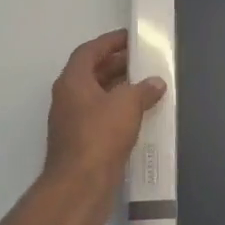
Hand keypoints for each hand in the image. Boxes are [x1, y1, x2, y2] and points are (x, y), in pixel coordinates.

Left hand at [42, 29, 165, 224]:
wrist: (80, 186)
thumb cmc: (100, 137)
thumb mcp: (127, 105)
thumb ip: (143, 90)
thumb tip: (155, 83)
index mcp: (72, 82)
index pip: (89, 52)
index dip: (109, 42)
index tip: (131, 37)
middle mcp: (68, 99)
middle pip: (93, 73)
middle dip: (118, 65)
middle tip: (144, 61)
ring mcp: (73, 123)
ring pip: (98, 97)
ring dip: (120, 90)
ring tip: (148, 86)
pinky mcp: (82, 144)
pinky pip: (102, 118)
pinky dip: (119, 112)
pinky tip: (141, 116)